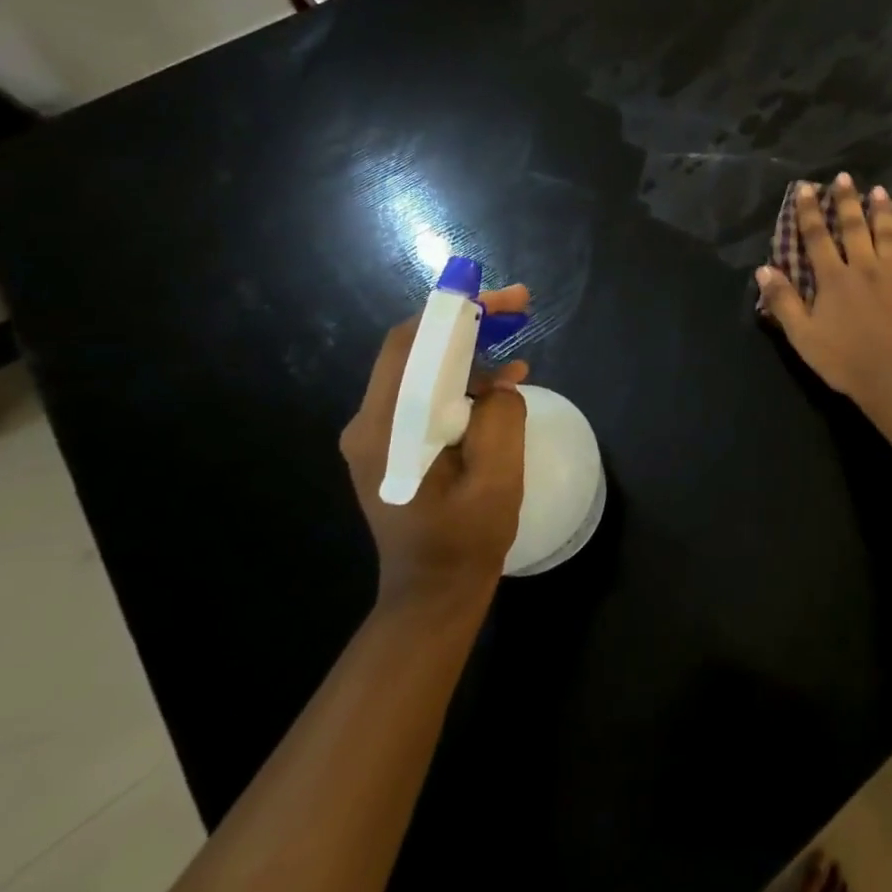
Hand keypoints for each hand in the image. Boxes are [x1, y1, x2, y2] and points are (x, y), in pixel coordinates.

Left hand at [339, 285, 531, 615]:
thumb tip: (499, 385)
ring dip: (470, 349)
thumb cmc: (464, 541)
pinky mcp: (395, 443)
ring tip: (517, 340)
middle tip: (520, 307)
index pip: (413, 344)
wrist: (431, 594)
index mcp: (387, 428)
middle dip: (468, 322)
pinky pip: (428, 394)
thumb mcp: (496, 478)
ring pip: (424, 368)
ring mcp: (381, 433)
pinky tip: (503, 383)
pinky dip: (464, 379)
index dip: (457, 310)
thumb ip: (500, 418)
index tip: (505, 297)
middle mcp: (371, 422)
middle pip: (417, 349)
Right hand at [756, 174, 891, 399]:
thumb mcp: (802, 335)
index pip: (817, 237)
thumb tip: (764, 269)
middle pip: (855, 228)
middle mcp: (865, 268)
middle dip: (847, 201)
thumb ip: (783, 301)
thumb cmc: (843, 360)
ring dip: (885, 212)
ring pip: (891, 236)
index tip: (806, 188)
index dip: (809, 211)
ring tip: (880, 191)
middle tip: (845, 177)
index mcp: (834, 279)